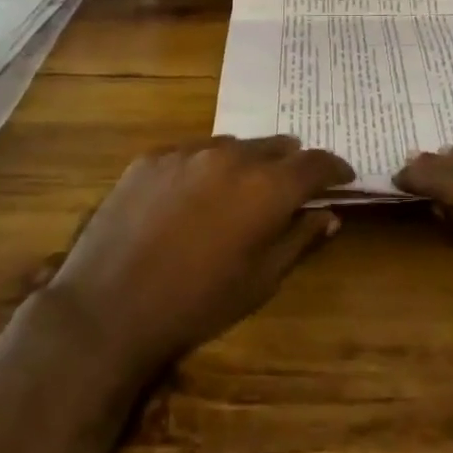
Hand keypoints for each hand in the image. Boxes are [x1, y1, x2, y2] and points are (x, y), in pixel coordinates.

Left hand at [45, 136, 352, 380]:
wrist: (109, 307)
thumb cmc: (197, 303)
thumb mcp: (261, 281)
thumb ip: (300, 239)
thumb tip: (329, 215)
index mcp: (267, 188)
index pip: (316, 163)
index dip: (334, 168)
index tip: (343, 176)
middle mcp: (232, 157)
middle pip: (277, 146)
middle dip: (291, 163)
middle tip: (293, 185)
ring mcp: (188, 152)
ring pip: (233, 146)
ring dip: (247, 162)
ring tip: (240, 189)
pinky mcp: (152, 157)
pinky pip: (192, 152)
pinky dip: (205, 167)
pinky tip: (193, 195)